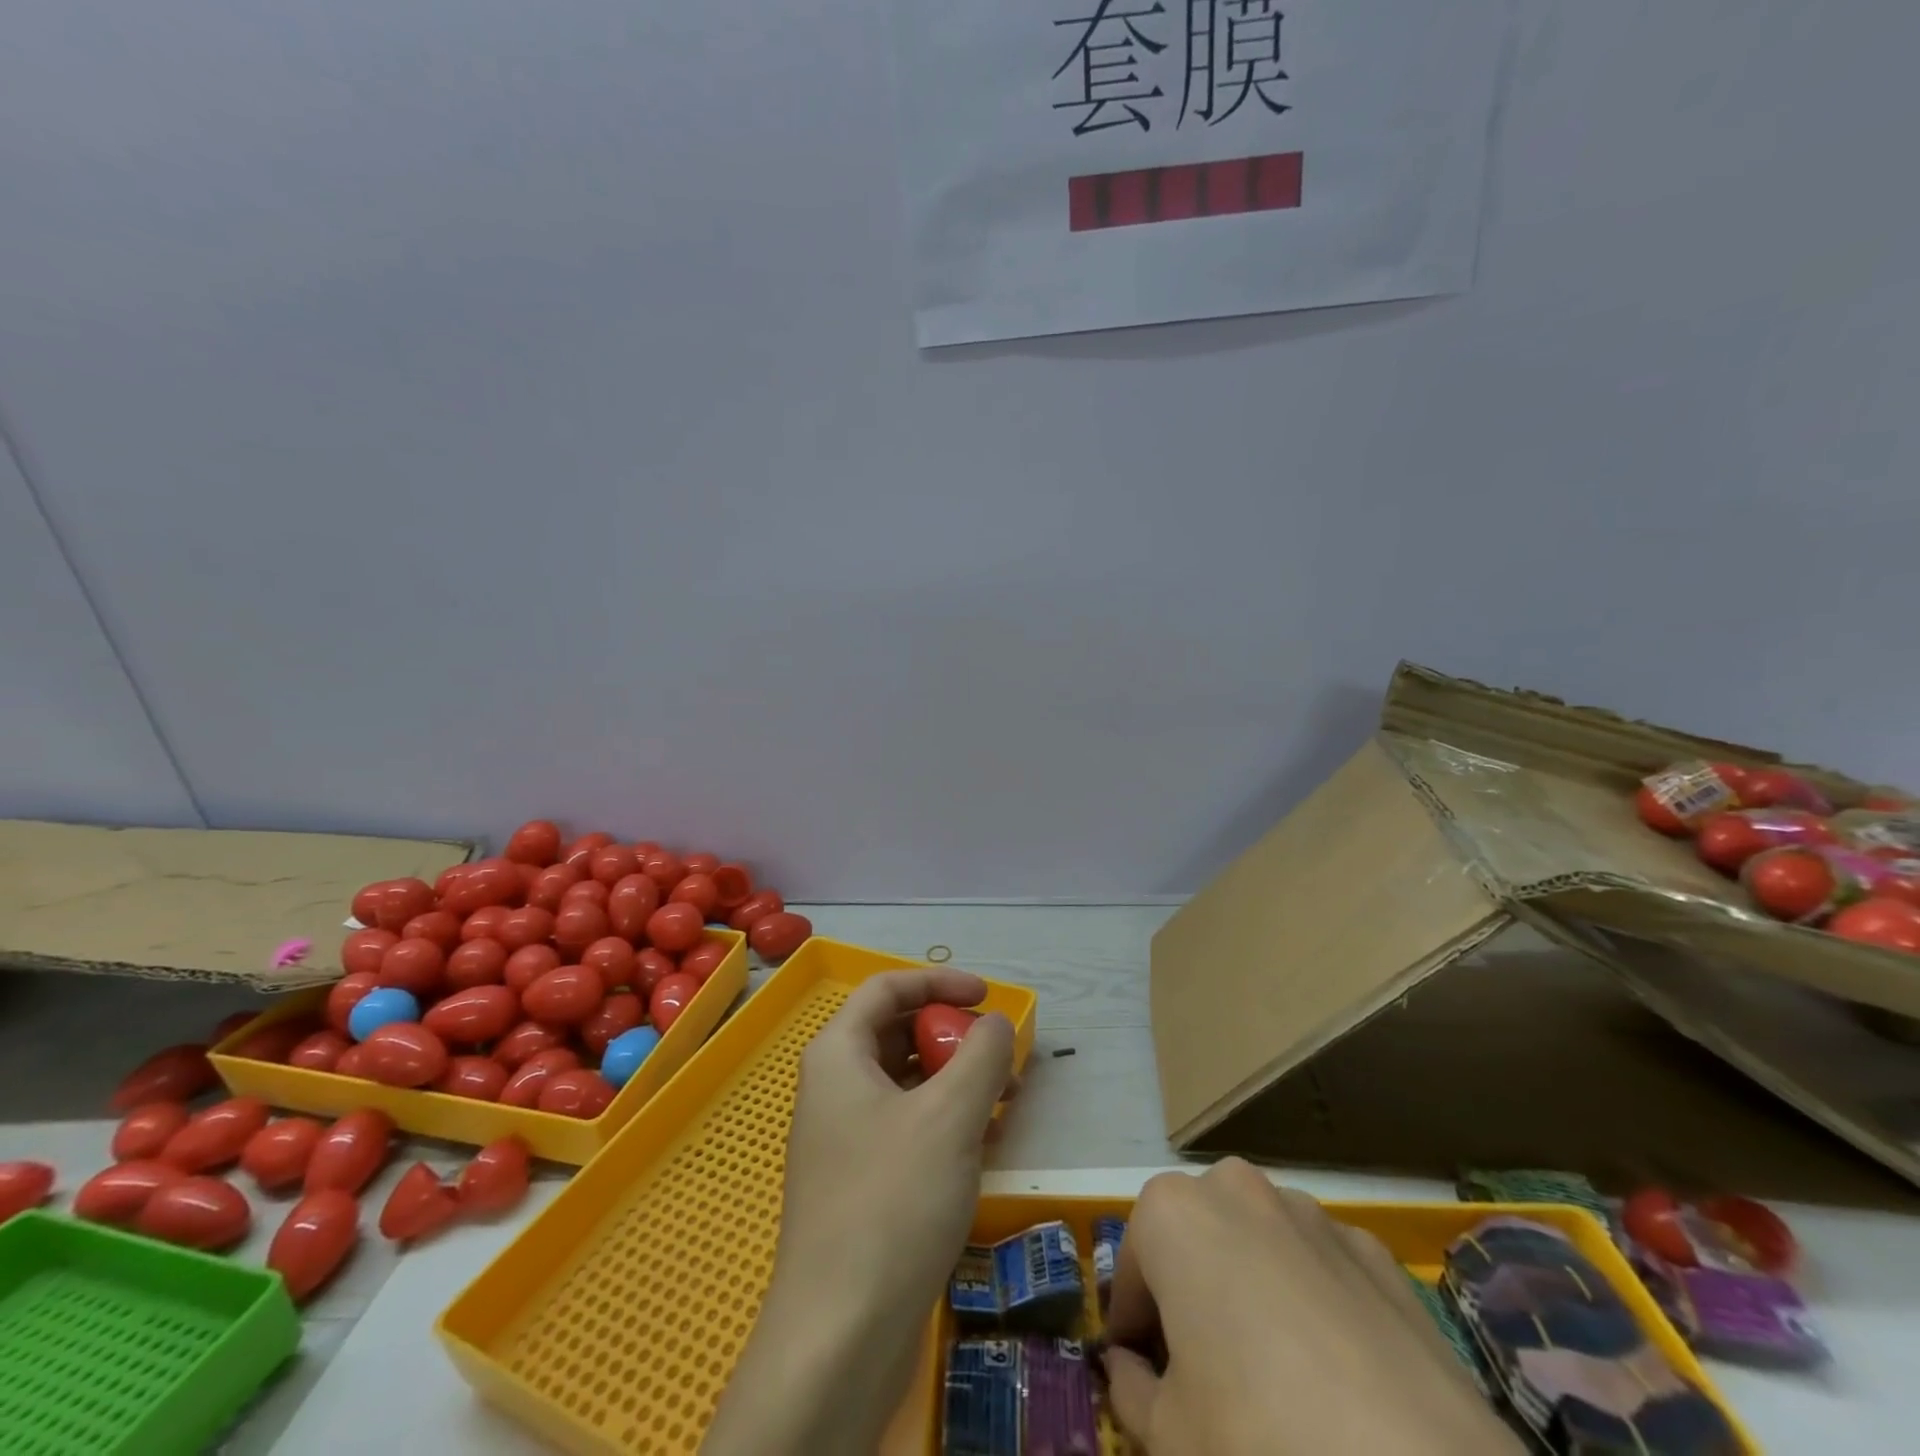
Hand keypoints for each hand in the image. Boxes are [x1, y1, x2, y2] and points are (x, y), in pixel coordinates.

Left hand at [703, 970, 1015, 1454]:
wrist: (840, 1336)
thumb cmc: (893, 1201)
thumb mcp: (950, 1115)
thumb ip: (981, 1054)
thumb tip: (996, 1023)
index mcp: (838, 1054)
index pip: (887, 989)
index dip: (938, 981)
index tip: (987, 996)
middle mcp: (833, 1086)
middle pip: (897, 1033)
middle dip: (952, 1036)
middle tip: (1001, 1055)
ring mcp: (843, 1137)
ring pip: (905, 1083)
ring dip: (955, 1080)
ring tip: (1006, 1100)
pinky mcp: (858, 1181)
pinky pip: (905, 1125)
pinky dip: (944, 1120)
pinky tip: (983, 1141)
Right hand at [1104, 1159, 1523, 1455]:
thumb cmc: (1260, 1444)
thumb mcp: (1167, 1438)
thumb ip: (1131, 1390)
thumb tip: (1129, 1369)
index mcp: (1175, 1212)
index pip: (1130, 1266)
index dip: (1130, 1326)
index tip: (1139, 1377)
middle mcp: (1239, 1189)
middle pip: (1195, 1240)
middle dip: (1188, 1294)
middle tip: (1200, 1378)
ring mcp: (1316, 1217)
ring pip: (1259, 1246)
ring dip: (1251, 1291)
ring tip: (1273, 1382)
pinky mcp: (1382, 1259)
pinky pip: (1323, 1270)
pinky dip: (1314, 1305)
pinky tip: (1338, 1384)